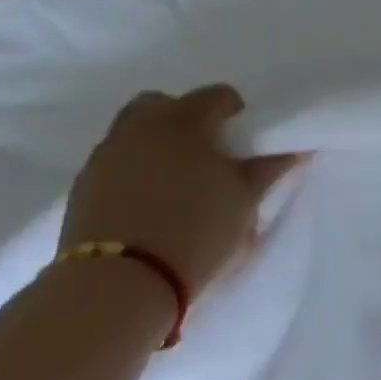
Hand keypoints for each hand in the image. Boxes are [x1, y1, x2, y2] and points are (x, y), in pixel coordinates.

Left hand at [59, 84, 305, 295]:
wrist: (121, 283)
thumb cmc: (197, 229)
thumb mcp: (245, 199)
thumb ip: (270, 167)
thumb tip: (298, 149)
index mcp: (184, 120)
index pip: (217, 95)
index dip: (236, 111)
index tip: (245, 139)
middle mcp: (140, 127)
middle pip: (163, 104)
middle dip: (185, 118)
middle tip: (207, 152)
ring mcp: (106, 155)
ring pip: (134, 132)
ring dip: (157, 144)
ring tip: (178, 181)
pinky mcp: (83, 186)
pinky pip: (116, 161)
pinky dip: (134, 170)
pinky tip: (151, 202)